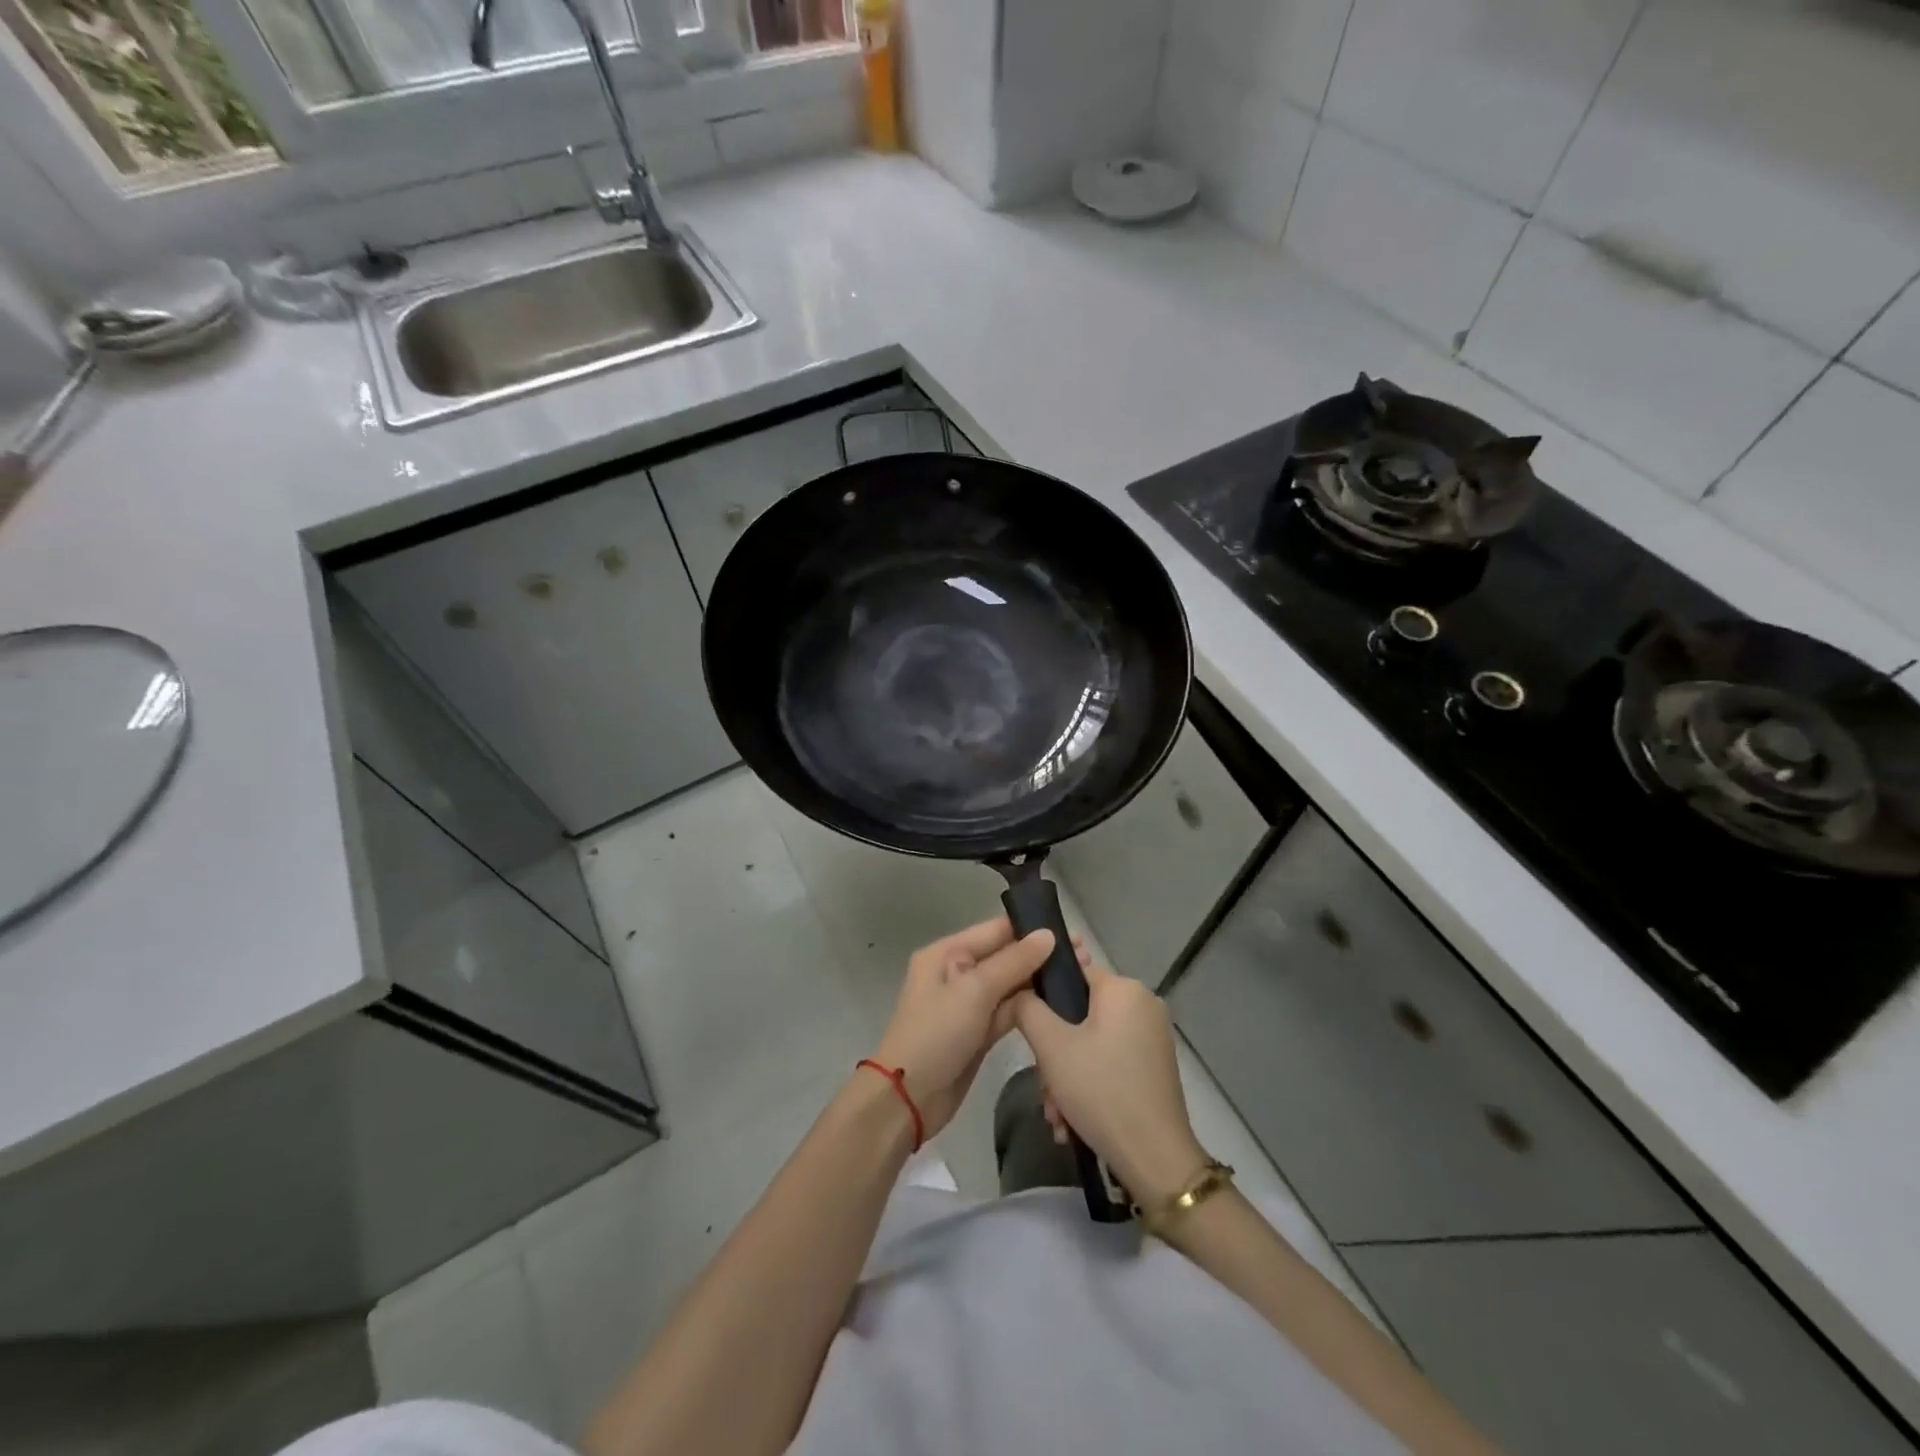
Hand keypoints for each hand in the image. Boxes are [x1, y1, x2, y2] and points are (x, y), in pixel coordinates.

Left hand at [870, 918, 1059, 1137]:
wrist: (909, 1098)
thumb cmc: (936, 1034)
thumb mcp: (974, 991)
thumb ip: (1013, 962)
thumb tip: (1048, 935)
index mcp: (947, 953)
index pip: (995, 931)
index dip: (1031, 928)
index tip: (1070, 931)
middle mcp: (957, 973)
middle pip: (1005, 956)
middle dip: (1041, 955)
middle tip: (1084, 955)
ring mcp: (969, 1004)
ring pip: (1010, 985)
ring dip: (1040, 981)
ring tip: (1081, 974)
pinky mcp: (979, 1032)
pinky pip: (1009, 1011)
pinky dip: (1031, 1007)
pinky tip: (1062, 1002)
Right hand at [1013, 959, 1207, 1205]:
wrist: (1156, 1160)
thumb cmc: (1101, 1091)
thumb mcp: (1051, 1047)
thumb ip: (1028, 1008)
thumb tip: (1020, 991)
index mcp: (1124, 989)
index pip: (1072, 974)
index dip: (1044, 999)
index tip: (1030, 1034)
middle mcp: (1144, 1004)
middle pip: (1080, 1016)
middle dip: (1055, 1055)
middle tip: (1044, 1090)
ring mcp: (1153, 1037)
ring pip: (1092, 1043)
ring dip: (1067, 1077)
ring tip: (1057, 1116)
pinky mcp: (1155, 1066)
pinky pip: (1110, 1062)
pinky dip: (1090, 1085)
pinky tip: (1074, 1121)